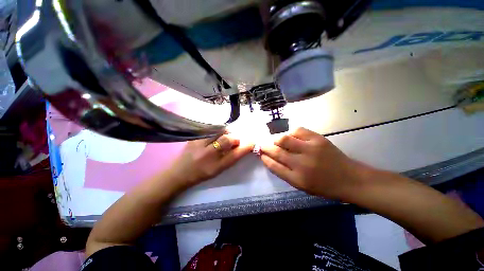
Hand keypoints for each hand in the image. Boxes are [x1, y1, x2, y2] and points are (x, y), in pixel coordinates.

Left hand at [167, 132, 253, 189]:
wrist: (178, 173)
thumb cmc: (201, 173)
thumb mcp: (218, 170)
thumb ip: (231, 158)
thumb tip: (242, 146)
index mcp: (215, 166)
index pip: (235, 154)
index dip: (245, 147)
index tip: (252, 142)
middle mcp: (207, 154)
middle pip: (227, 139)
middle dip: (234, 139)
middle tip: (234, 141)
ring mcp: (199, 144)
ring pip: (218, 131)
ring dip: (225, 133)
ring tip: (224, 138)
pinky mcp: (193, 137)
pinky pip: (210, 129)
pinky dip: (217, 130)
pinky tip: (215, 135)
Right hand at [260, 127, 368, 198]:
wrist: (349, 179)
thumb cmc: (323, 186)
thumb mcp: (301, 186)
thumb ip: (284, 172)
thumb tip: (270, 159)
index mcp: (297, 179)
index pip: (274, 166)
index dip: (265, 158)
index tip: (260, 154)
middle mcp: (302, 164)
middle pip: (276, 151)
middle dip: (266, 147)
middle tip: (263, 145)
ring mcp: (310, 149)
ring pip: (284, 139)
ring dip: (277, 140)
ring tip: (278, 142)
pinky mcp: (318, 139)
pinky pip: (298, 130)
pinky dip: (291, 133)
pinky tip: (292, 137)